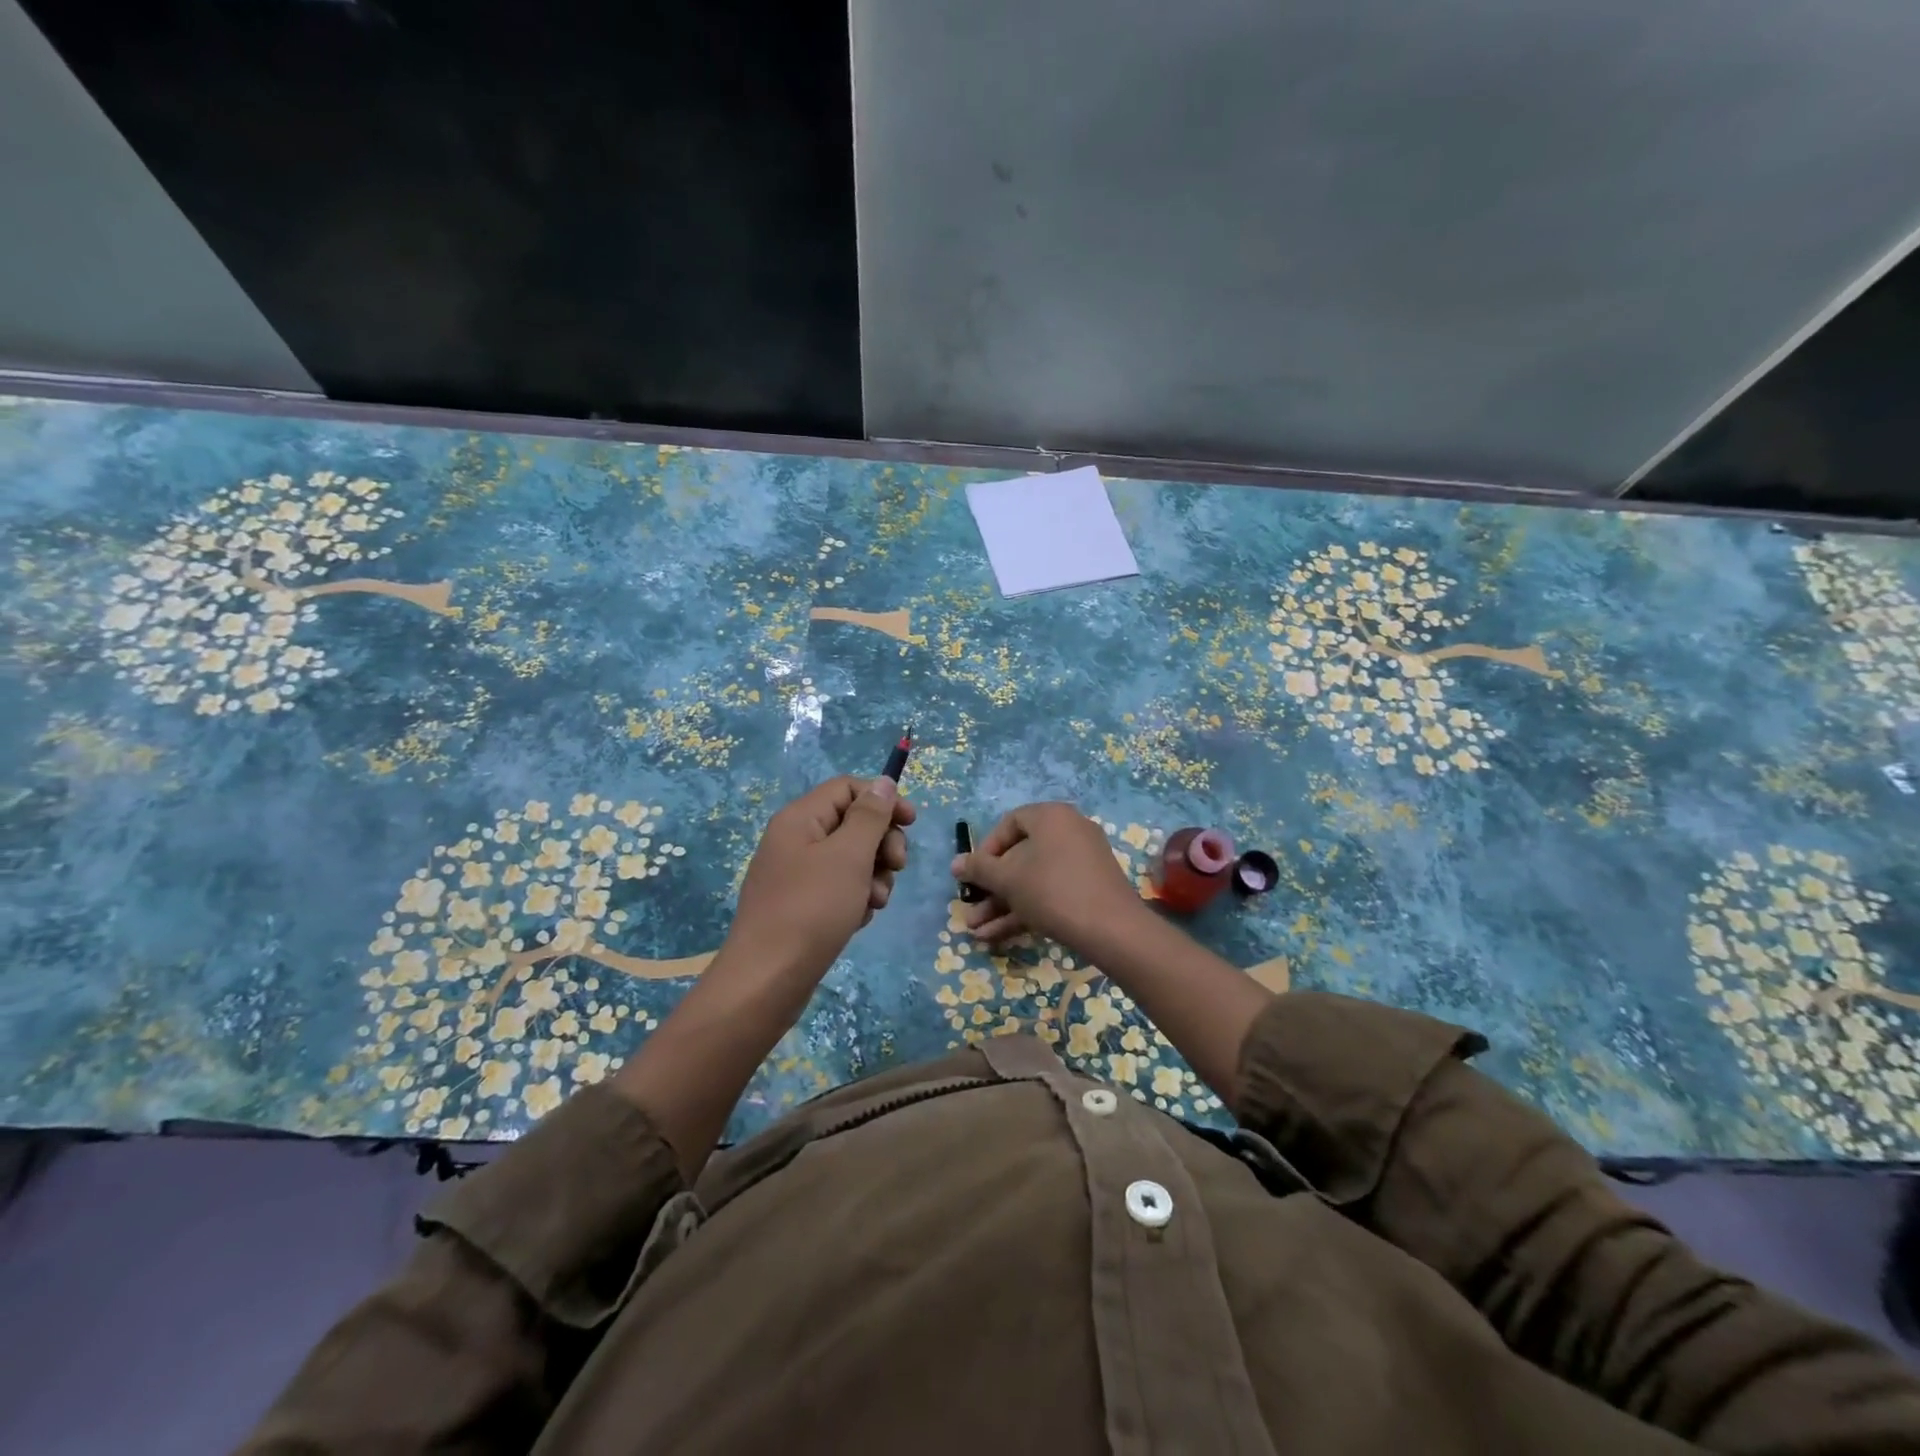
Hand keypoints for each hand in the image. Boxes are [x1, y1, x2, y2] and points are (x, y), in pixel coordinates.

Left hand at [728, 775, 915, 980]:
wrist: (767, 980)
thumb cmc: (811, 909)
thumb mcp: (849, 856)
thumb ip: (870, 816)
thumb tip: (883, 782)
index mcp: (800, 818)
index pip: (847, 788)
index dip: (883, 800)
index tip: (911, 823)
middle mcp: (795, 839)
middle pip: (852, 822)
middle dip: (882, 843)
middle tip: (897, 867)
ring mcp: (796, 874)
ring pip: (851, 858)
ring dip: (873, 875)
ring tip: (874, 902)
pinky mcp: (801, 904)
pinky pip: (839, 887)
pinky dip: (856, 897)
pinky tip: (859, 918)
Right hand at [950, 802, 1148, 954]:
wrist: (1112, 929)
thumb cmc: (1051, 890)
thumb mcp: (1007, 879)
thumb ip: (978, 868)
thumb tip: (955, 863)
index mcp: (1050, 816)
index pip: (1009, 824)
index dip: (986, 850)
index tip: (973, 875)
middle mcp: (1069, 830)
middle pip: (1020, 855)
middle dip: (991, 887)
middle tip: (971, 908)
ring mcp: (1082, 860)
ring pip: (1033, 879)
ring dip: (1003, 904)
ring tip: (976, 931)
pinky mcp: (1089, 888)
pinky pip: (1050, 891)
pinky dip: (1026, 909)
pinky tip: (997, 936)